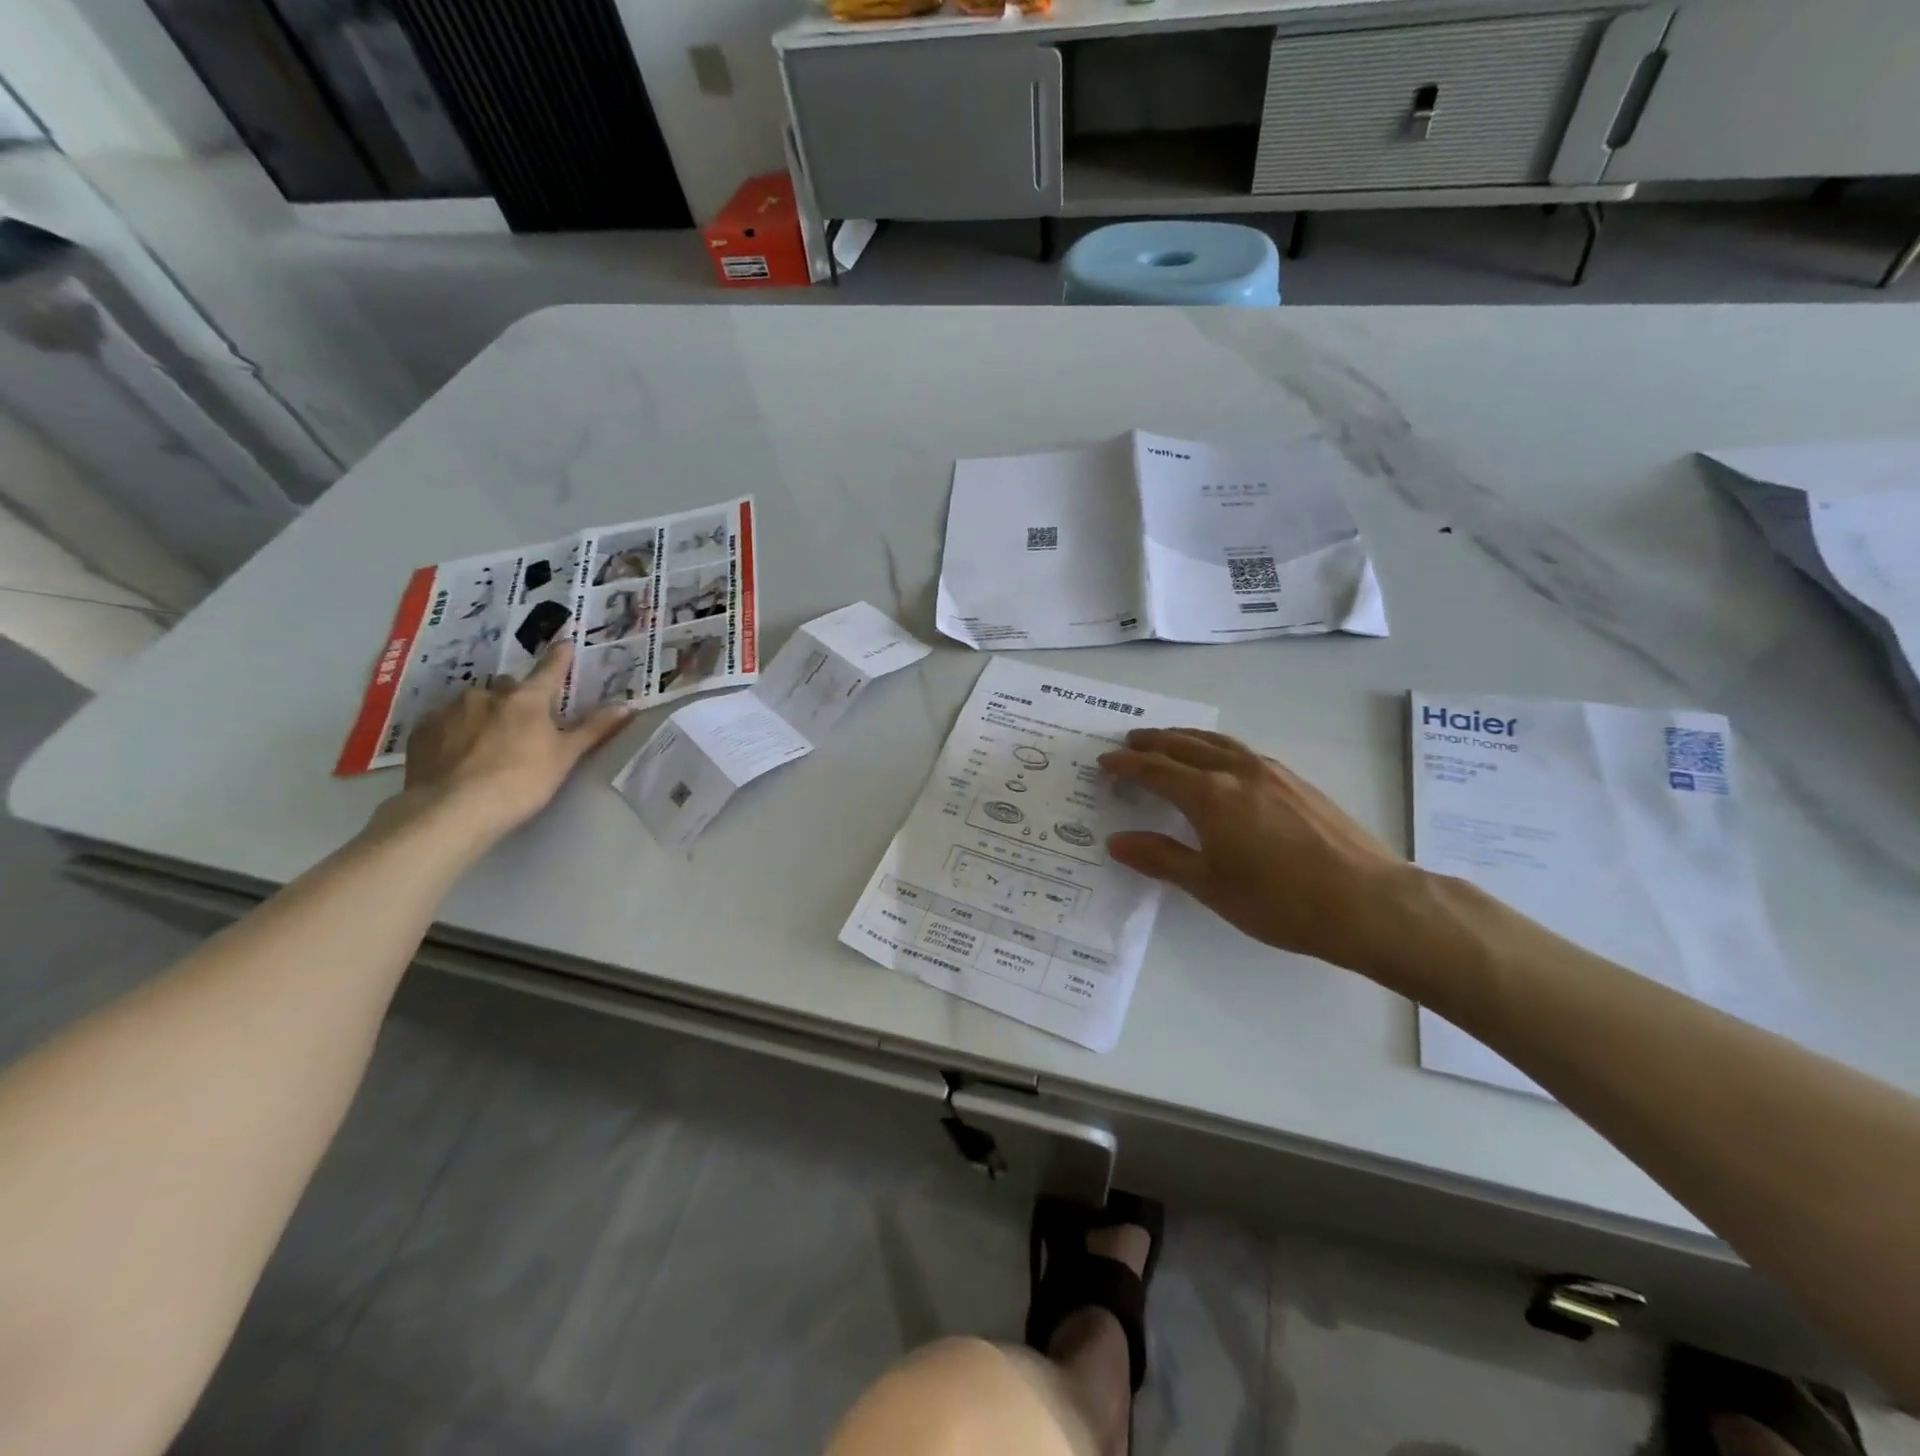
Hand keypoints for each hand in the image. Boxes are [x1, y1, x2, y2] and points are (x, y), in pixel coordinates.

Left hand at [395, 643, 632, 837]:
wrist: (452, 810)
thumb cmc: (521, 781)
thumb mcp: (565, 757)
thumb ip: (593, 729)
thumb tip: (626, 706)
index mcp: (526, 699)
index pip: (549, 671)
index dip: (560, 658)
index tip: (565, 643)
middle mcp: (487, 695)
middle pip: (507, 688)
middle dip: (515, 699)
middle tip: (522, 724)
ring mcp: (450, 711)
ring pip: (473, 705)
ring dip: (483, 716)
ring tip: (486, 745)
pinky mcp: (422, 733)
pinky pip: (444, 724)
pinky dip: (455, 733)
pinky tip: (458, 756)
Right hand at [1099, 728, 1420, 972]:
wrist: (1368, 902)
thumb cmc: (1279, 900)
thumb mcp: (1210, 885)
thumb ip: (1161, 858)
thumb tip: (1116, 841)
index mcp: (1210, 795)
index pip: (1156, 770)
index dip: (1127, 765)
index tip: (1105, 761)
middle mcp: (1238, 771)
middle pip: (1186, 746)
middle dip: (1154, 742)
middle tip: (1130, 741)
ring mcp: (1273, 773)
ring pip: (1219, 742)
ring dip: (1187, 738)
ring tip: (1170, 741)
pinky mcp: (1298, 783)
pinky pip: (1243, 752)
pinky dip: (1217, 749)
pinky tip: (1222, 764)